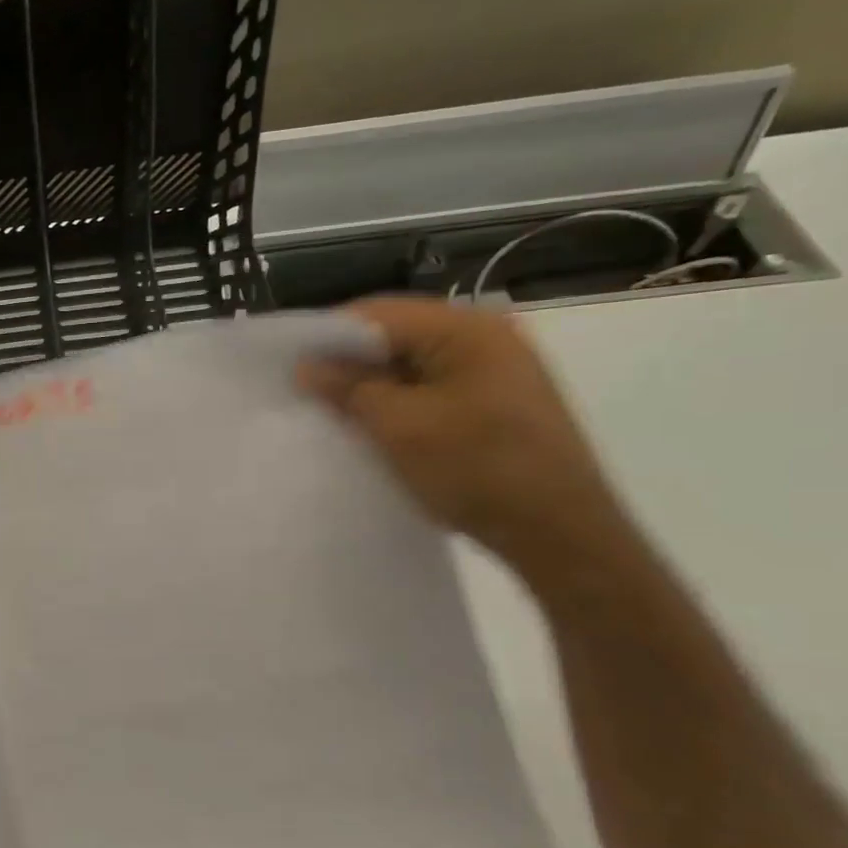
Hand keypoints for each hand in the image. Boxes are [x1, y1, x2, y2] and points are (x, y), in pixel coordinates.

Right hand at [298, 297, 630, 584]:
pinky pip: (432, 391)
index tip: (288, 365)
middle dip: (347, 364)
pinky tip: (373, 430)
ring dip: (371, 388)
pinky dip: (398, 406)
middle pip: (396, 336)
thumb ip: (349, 389)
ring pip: (412, 367)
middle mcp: (487, 338)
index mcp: (468, 329)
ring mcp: (497, 373)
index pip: (378, 313)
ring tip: (331, 414)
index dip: (327, 335)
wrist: (560, 534)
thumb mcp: (400, 428)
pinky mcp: (497, 405)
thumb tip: (306, 366)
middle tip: (304, 393)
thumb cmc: (477, 469)